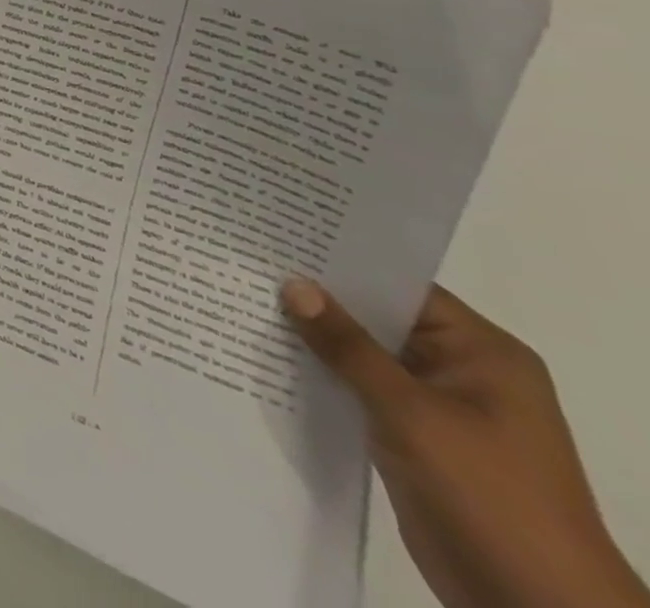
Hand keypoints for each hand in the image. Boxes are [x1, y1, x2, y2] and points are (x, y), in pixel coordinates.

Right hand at [282, 279, 648, 607]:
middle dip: (318, 299)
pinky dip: (324, 375)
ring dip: (316, 339)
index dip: (341, 261)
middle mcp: (463, 370)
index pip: (399, 286)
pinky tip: (271, 358)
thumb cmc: (489, 495)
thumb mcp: (410, 413)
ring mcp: (439, 407)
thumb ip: (348, 347)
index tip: (278, 239)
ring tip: (246, 302)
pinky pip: (361, 389)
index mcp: (482, 353)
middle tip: (249, 265)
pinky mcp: (416, 437)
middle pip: (378, 318)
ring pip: (364, 355)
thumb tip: (292, 284)